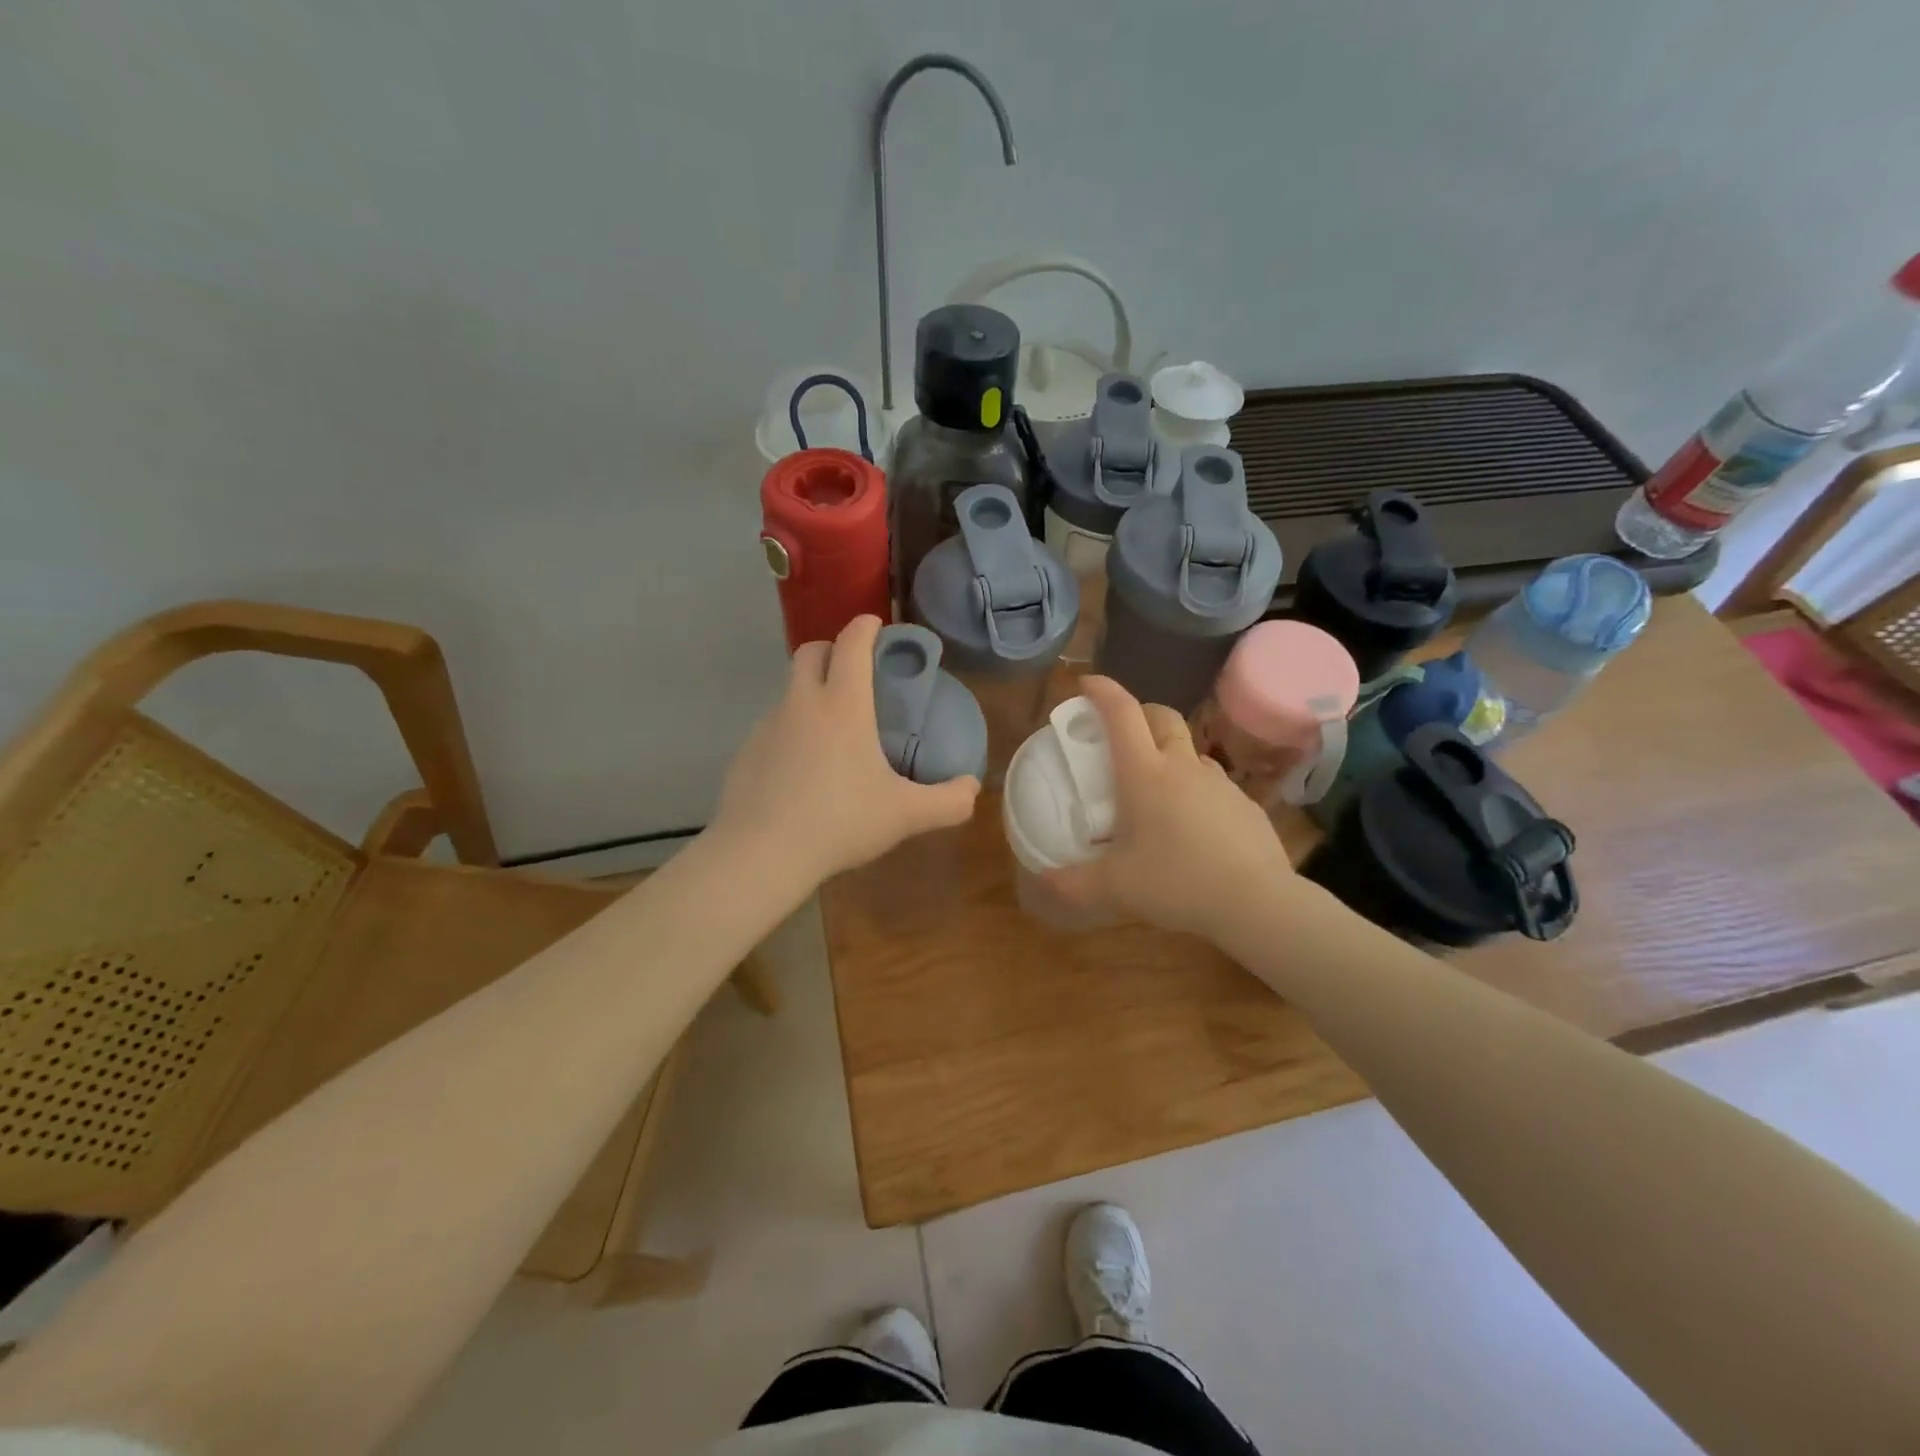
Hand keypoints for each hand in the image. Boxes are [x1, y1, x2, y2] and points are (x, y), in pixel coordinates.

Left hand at [712, 616, 979, 883]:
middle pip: (810, 652)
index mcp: (843, 706)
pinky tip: (802, 770)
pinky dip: (791, 732)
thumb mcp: (905, 815)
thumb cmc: (840, 822)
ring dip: (810, 693)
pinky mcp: (745, 753)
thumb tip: (971, 789)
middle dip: (832, 649)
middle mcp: (801, 704)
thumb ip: (948, 801)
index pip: (851, 643)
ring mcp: (767, 726)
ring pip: (789, 691)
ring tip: (833, 732)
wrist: (761, 854)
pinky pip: (773, 727)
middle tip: (854, 673)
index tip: (876, 625)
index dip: (865, 626)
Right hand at [1046, 676, 1295, 939]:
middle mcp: (1182, 766)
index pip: (1121, 713)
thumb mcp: (1113, 888)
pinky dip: (1193, 787)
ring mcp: (1218, 782)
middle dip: (1138, 712)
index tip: (1086, 684)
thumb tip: (1043, 878)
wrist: (1256, 903)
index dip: (1102, 691)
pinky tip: (1190, 824)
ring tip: (1154, 784)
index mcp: (1144, 774)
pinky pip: (1211, 782)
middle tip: (1120, 733)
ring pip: (1189, 749)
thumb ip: (1071, 883)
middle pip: (1161, 716)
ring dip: (1168, 751)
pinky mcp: (1244, 804)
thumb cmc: (1176, 884)